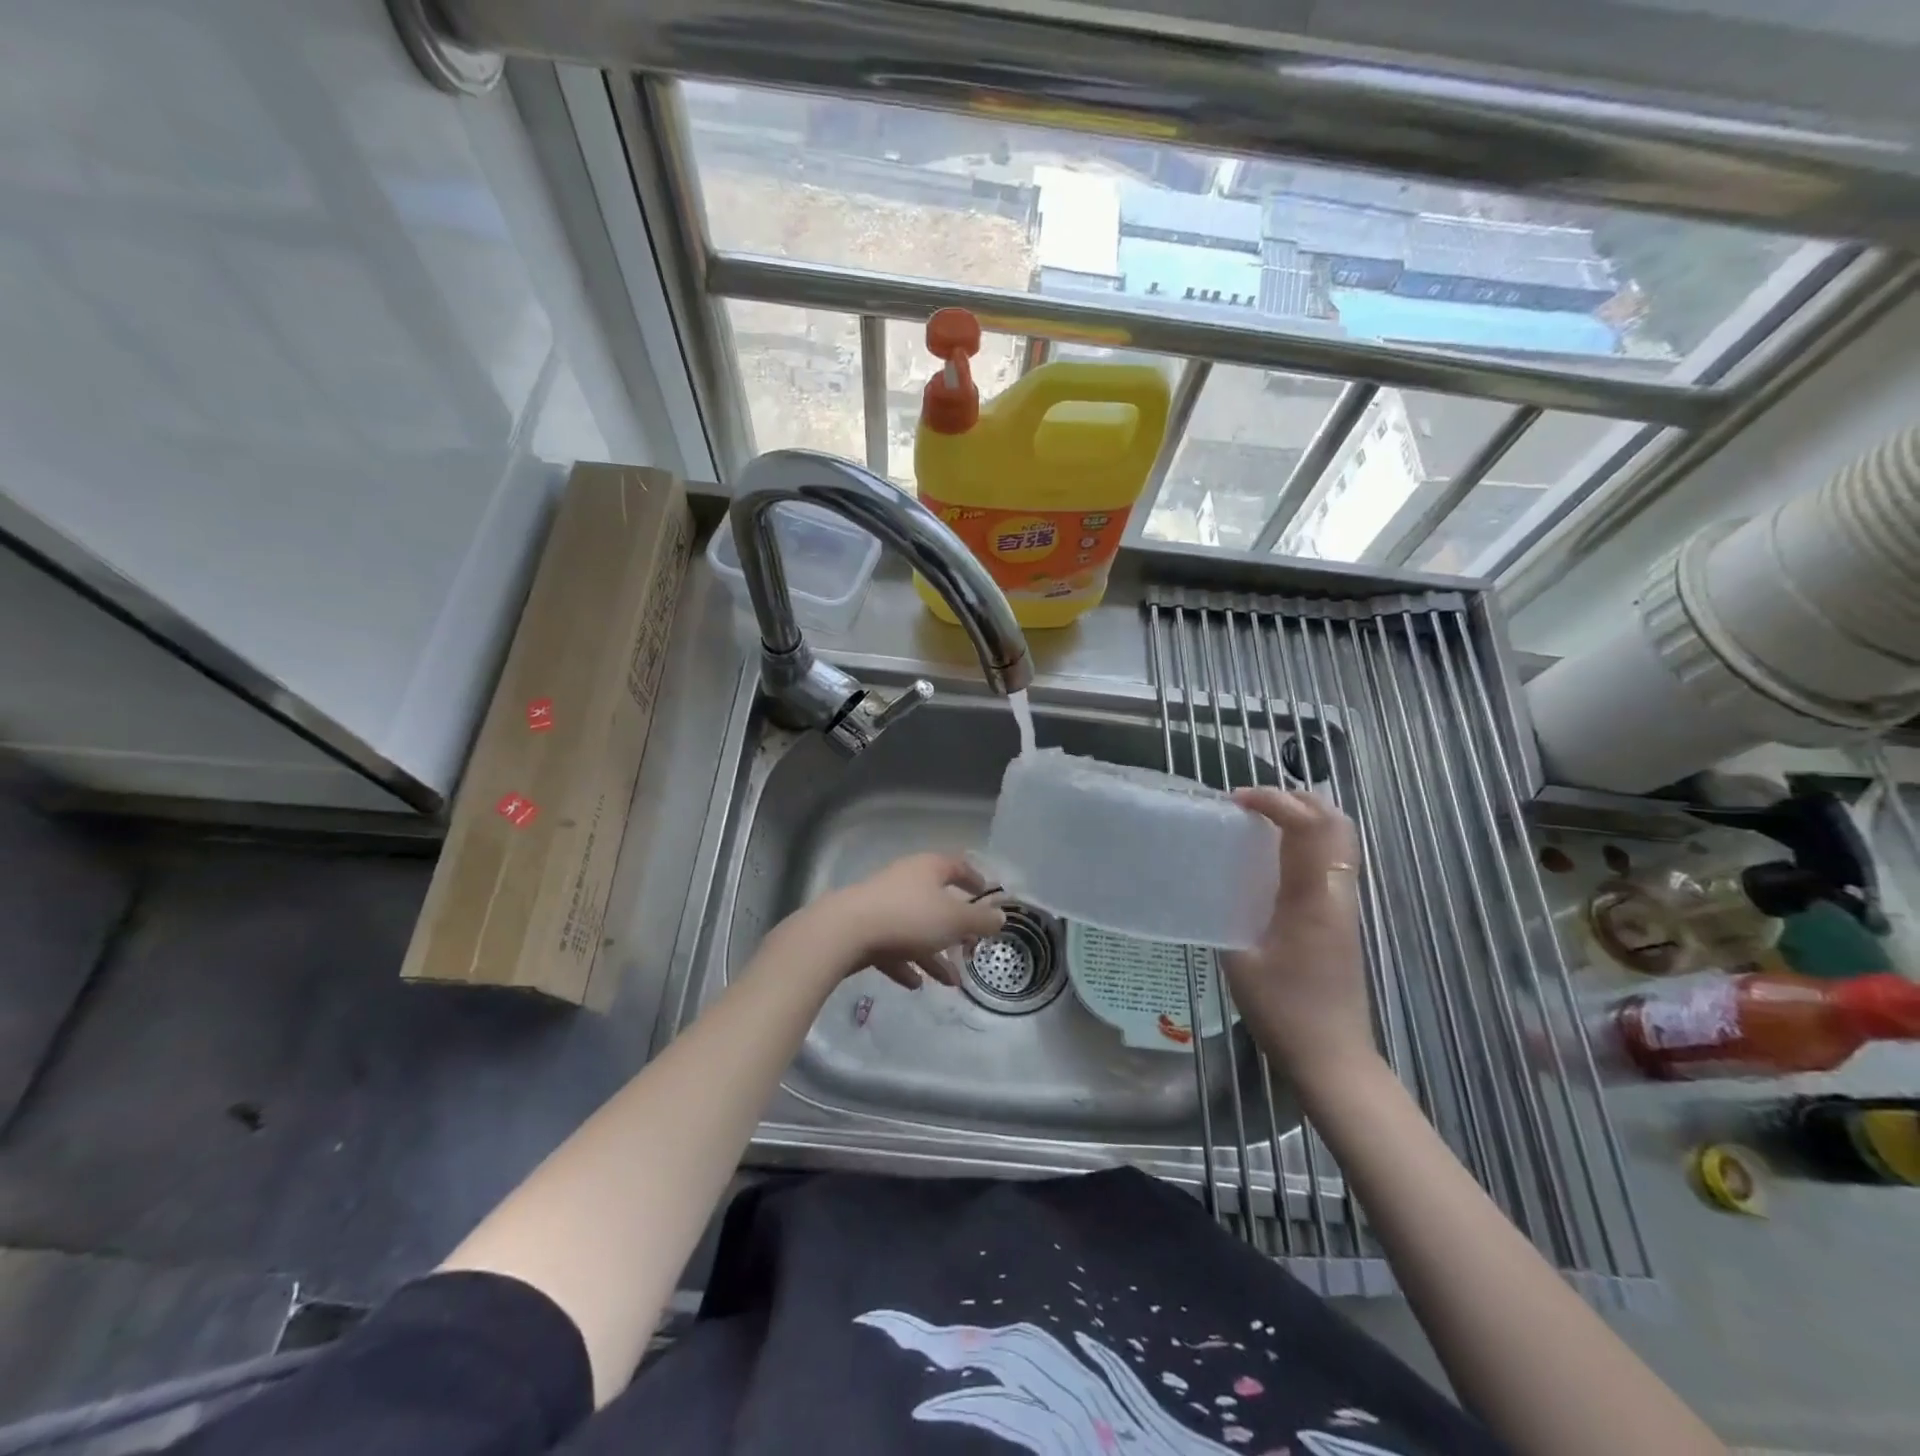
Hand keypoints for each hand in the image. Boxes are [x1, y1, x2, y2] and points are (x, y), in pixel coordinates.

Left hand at [798, 852, 1005, 990]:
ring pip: (915, 929)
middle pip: (936, 902)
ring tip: (950, 982)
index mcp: (928, 869)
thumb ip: (980, 920)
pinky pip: (892, 946)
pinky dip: (905, 963)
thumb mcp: (954, 920)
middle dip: (955, 928)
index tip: (986, 893)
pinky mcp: (864, 929)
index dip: (974, 879)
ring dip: (933, 954)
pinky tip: (915, 984)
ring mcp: (882, 905)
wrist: (845, 932)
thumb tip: (1000, 917)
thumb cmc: (909, 917)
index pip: (956, 866)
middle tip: (970, 948)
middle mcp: (905, 881)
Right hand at [1223, 788, 1375, 1090]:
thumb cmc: (1284, 1012)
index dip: (1274, 801)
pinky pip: (1330, 861)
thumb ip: (1227, 914)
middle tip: (1251, 803)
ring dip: (1304, 818)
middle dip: (1297, 799)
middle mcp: (1336, 893)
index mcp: (1312, 899)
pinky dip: (1306, 842)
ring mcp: (1344, 906)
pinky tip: (1272, 860)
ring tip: (1260, 823)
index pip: (1307, 827)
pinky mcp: (1341, 919)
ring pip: (1338, 840)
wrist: (1334, 1058)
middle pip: (1336, 822)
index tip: (1235, 801)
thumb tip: (1211, 885)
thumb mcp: (1240, 960)